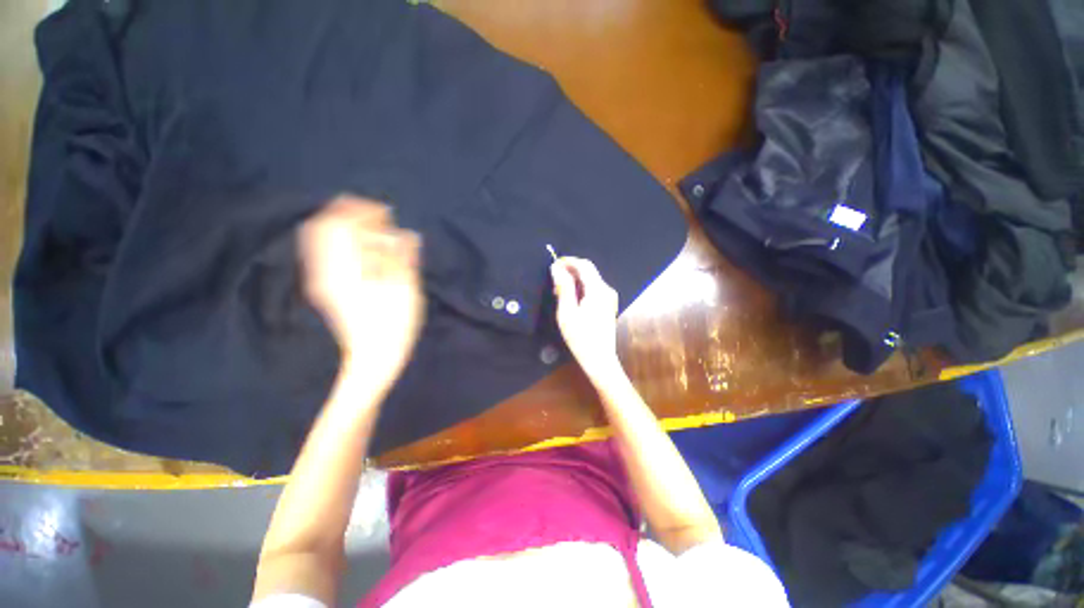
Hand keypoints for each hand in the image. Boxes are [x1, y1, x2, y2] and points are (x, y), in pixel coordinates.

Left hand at [299, 196, 424, 386]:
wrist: (371, 360)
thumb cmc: (393, 327)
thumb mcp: (406, 292)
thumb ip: (404, 260)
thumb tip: (408, 234)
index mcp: (345, 269)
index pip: (340, 223)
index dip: (362, 210)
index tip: (387, 212)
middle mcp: (325, 269)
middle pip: (324, 226)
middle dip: (351, 214)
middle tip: (380, 219)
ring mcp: (322, 279)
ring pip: (321, 238)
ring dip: (346, 227)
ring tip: (374, 230)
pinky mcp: (326, 287)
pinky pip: (323, 253)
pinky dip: (341, 242)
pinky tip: (362, 248)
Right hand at [551, 257, 620, 378]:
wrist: (600, 359)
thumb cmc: (580, 338)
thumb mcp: (567, 312)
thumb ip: (563, 287)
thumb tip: (557, 268)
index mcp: (598, 290)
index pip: (584, 265)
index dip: (568, 261)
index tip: (553, 264)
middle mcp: (606, 290)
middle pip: (588, 271)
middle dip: (570, 270)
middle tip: (553, 281)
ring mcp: (609, 297)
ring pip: (590, 279)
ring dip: (574, 280)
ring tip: (558, 291)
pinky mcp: (608, 304)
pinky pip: (593, 288)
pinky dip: (580, 288)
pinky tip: (570, 299)